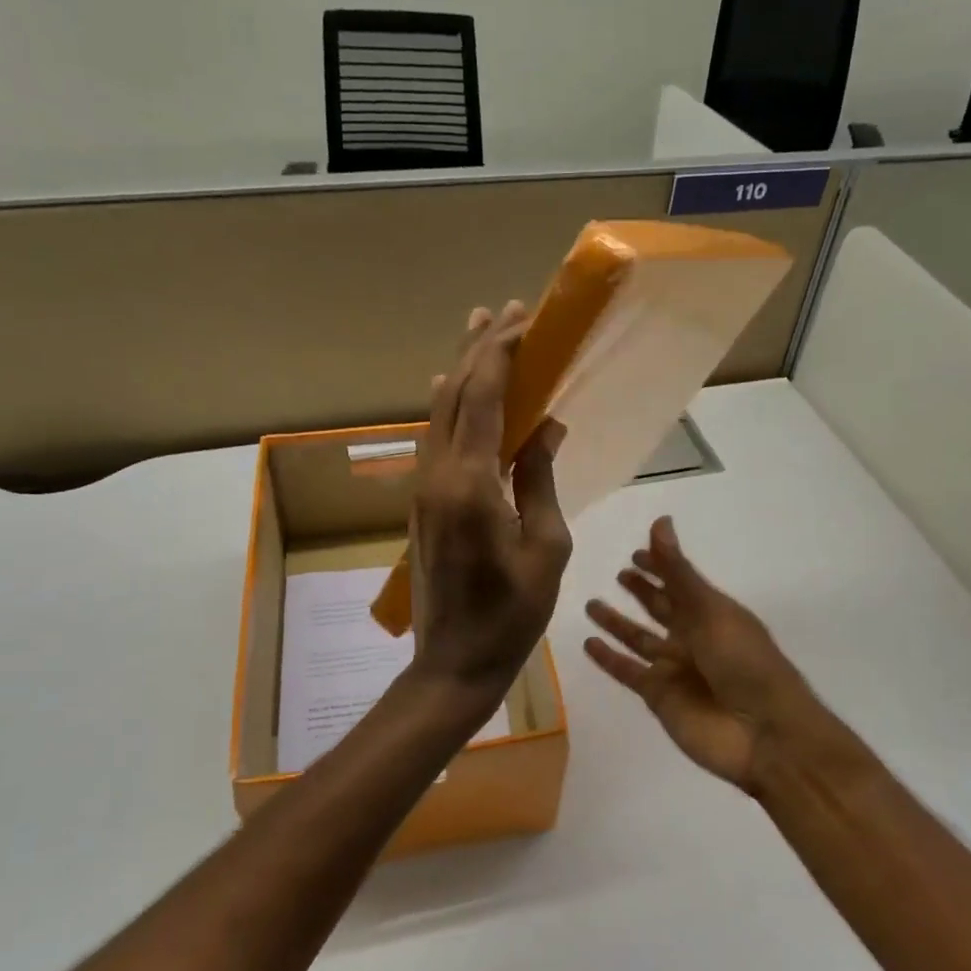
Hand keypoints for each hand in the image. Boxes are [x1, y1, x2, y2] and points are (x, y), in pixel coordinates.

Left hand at [411, 302, 571, 714]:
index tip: (524, 319)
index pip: (482, 398)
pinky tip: (454, 390)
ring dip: (461, 371)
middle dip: (479, 349)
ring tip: (480, 332)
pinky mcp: (423, 503)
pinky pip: (435, 439)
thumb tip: (545, 425)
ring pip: (438, 414)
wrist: (455, 661)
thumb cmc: (512, 613)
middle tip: (502, 310)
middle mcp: (437, 475)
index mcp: (469, 483)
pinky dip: (450, 406)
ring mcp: (424, 488)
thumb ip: (539, 478)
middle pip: (453, 395)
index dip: (501, 353)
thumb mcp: (546, 546)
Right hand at [584, 517, 813, 790]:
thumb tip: (660, 521)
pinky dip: (609, 659)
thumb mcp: (710, 609)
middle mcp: (692, 636)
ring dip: (617, 623)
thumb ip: (678, 571)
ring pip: (638, 639)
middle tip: (619, 573)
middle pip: (660, 608)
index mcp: (712, 612)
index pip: (679, 581)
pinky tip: (589, 643)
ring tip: (591, 604)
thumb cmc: (744, 662)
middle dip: (642, 591)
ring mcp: (674, 668)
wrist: (762, 733)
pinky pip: (628, 671)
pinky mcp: (658, 696)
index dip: (660, 566)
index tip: (636, 552)